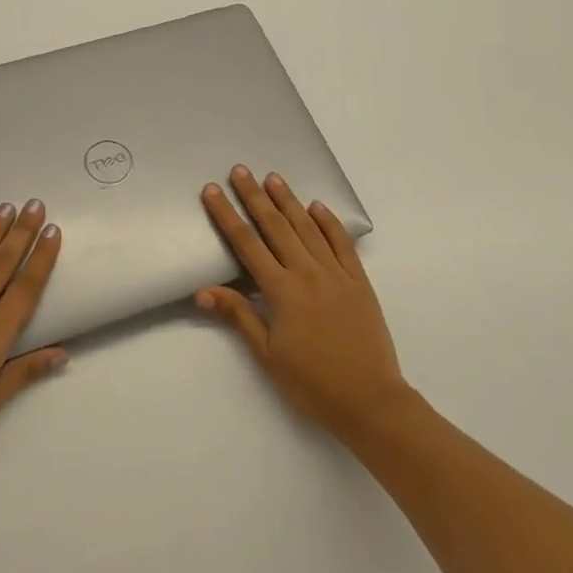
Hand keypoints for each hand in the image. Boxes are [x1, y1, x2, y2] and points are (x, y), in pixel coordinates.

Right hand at [197, 166, 409, 440]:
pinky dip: (329, 222)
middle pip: (275, 226)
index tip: (213, 191)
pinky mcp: (358, 281)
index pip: (247, 244)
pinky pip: (341, 244)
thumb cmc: (312, 383)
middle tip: (240, 170)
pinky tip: (318, 206)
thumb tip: (202, 290)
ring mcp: (336, 274)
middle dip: (255, 196)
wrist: (370, 401)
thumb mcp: (267, 355)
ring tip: (273, 178)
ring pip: (308, 228)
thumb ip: (238, 316)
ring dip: (288, 201)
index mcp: (282, 291)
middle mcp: (307, 273)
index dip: (227, 215)